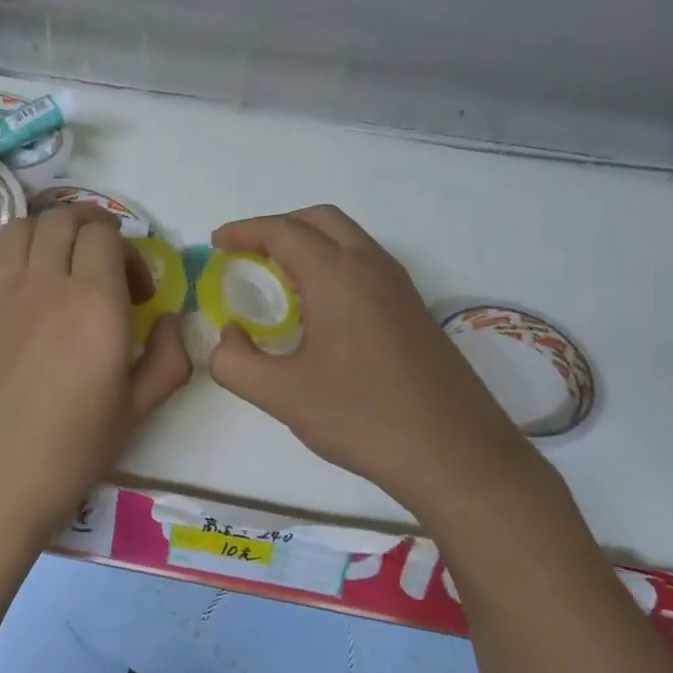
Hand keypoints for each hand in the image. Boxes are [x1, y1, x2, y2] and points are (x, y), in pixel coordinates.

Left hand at [0, 208, 191, 555]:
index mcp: (94, 304)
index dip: (127, 251)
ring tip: (60, 271)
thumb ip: (168, 358)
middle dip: (92, 230)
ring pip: (21, 227)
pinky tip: (16, 292)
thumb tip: (170, 321)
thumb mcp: (138, 412)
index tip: (135, 292)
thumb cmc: (68, 454)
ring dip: (49, 235)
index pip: (106, 234)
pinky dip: (7, 257)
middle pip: (64, 219)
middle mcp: (43, 283)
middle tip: (104, 268)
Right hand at [209, 205, 559, 519]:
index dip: (245, 231)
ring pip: (349, 240)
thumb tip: (229, 338)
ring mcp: (400, 287)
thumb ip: (236, 363)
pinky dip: (334, 265)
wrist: (454, 452)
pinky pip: (366, 265)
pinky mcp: (414, 310)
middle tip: (248, 255)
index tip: (218, 243)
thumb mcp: (283, 395)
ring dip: (310, 244)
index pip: (283, 231)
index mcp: (338, 275)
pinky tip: (320, 310)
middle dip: (279, 227)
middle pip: (320, 220)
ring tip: (279, 280)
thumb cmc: (362, 417)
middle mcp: (373, 267)